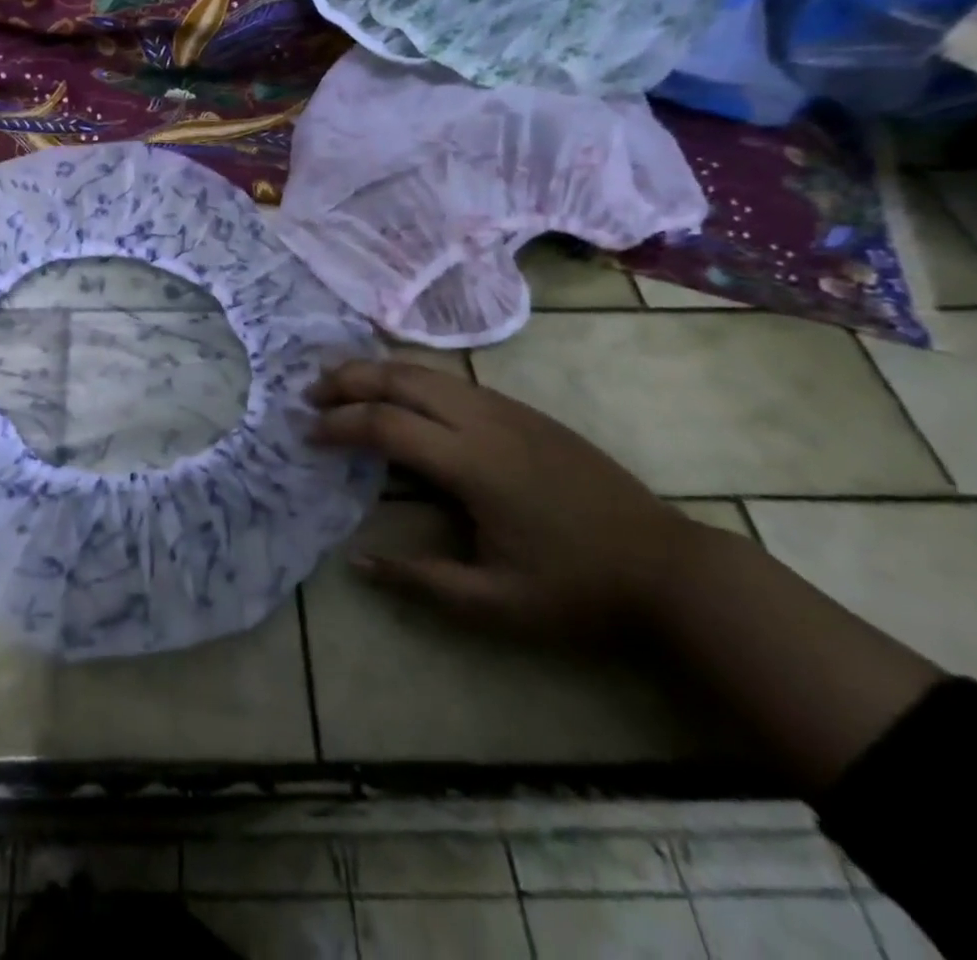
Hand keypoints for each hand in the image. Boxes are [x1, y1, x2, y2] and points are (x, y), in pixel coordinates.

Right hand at [308, 359, 702, 641]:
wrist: (668, 566)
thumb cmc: (579, 589)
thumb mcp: (497, 604)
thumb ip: (422, 581)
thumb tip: (357, 561)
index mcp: (472, 463)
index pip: (386, 424)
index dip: (339, 425)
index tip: (308, 435)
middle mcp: (483, 420)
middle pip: (400, 379)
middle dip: (348, 380)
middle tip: (310, 394)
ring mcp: (507, 408)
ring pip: (427, 371)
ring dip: (377, 372)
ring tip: (341, 384)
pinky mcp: (523, 410)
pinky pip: (452, 379)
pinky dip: (410, 377)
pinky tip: (399, 393)